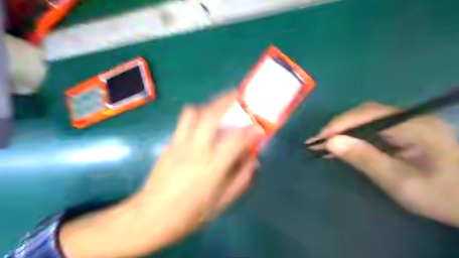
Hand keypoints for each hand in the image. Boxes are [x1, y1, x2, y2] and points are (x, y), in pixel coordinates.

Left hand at [59, 93, 260, 257]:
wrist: (151, 216)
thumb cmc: (190, 214)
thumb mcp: (223, 203)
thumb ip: (242, 178)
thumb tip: (252, 158)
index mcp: (212, 168)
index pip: (236, 140)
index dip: (252, 129)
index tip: (259, 124)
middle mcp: (196, 150)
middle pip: (212, 115)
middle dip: (229, 101)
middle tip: (239, 97)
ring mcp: (180, 144)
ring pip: (195, 112)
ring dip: (210, 105)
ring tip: (220, 108)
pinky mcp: (170, 143)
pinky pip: (184, 120)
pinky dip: (198, 114)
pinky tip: (203, 122)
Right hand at [308, 102, 458, 226]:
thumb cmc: (441, 195)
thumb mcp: (399, 181)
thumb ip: (365, 159)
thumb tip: (332, 142)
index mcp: (413, 126)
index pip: (367, 115)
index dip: (339, 125)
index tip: (318, 139)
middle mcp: (410, 118)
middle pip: (364, 113)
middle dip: (338, 126)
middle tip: (318, 142)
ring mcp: (407, 123)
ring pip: (366, 119)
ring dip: (344, 130)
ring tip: (325, 143)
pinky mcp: (404, 131)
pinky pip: (372, 127)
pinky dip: (353, 135)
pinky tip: (343, 144)